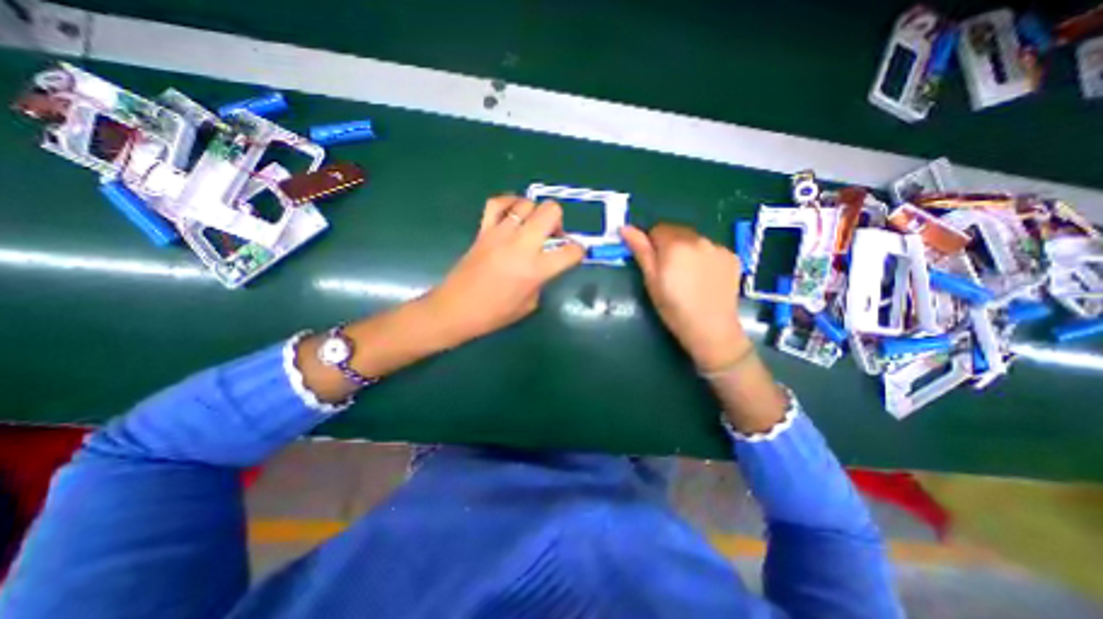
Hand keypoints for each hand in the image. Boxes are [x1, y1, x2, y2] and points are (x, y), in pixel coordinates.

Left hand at [426, 195, 590, 340]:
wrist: (456, 310)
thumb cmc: (494, 314)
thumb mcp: (529, 304)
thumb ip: (541, 281)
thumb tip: (543, 266)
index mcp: (536, 269)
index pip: (571, 251)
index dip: (578, 251)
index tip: (574, 254)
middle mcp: (521, 245)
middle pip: (551, 212)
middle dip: (559, 221)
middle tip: (552, 235)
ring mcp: (500, 234)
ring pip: (526, 203)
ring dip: (535, 213)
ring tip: (531, 226)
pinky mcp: (483, 230)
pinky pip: (496, 204)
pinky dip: (508, 203)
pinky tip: (512, 214)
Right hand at [620, 226, 748, 373]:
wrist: (711, 329)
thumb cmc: (673, 308)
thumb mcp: (651, 280)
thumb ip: (640, 251)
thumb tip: (625, 228)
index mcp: (675, 244)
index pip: (657, 229)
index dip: (652, 245)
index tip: (654, 265)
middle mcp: (698, 239)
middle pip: (677, 232)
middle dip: (670, 246)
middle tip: (670, 272)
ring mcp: (718, 247)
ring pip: (694, 240)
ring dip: (688, 250)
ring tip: (688, 276)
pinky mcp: (732, 257)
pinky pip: (711, 249)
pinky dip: (705, 257)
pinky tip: (705, 278)